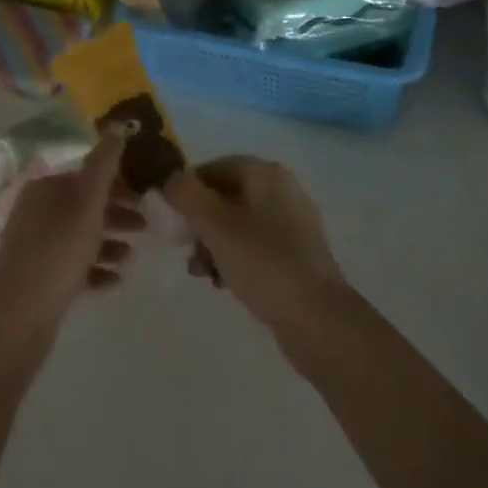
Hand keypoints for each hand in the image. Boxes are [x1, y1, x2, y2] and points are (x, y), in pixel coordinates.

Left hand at [0, 128, 145, 335]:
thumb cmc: (57, 251)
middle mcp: (37, 212)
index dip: (118, 183)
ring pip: (80, 238)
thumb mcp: (86, 202)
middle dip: (117, 213)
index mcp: (45, 188)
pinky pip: (73, 268)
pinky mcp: (38, 280)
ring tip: (132, 257)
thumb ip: (105, 163)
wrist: (15, 318)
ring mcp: (35, 247)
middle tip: (146, 226)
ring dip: (109, 244)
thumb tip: (118, 123)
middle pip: (84, 206)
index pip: (87, 175)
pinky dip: (95, 271)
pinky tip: (115, 282)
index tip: (146, 195)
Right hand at [160, 158, 349, 362]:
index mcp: (266, 174)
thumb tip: (170, 178)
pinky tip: (224, 283)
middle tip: (185, 249)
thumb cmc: (263, 263)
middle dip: (200, 222)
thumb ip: (186, 195)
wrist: (318, 319)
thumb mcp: (215, 225)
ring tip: (201, 272)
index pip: (215, 168)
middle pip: (227, 196)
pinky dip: (235, 258)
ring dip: (214, 243)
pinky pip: (256, 246)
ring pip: (239, 223)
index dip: (188, 189)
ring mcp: (294, 224)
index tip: (169, 218)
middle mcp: (283, 190)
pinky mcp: (298, 255)